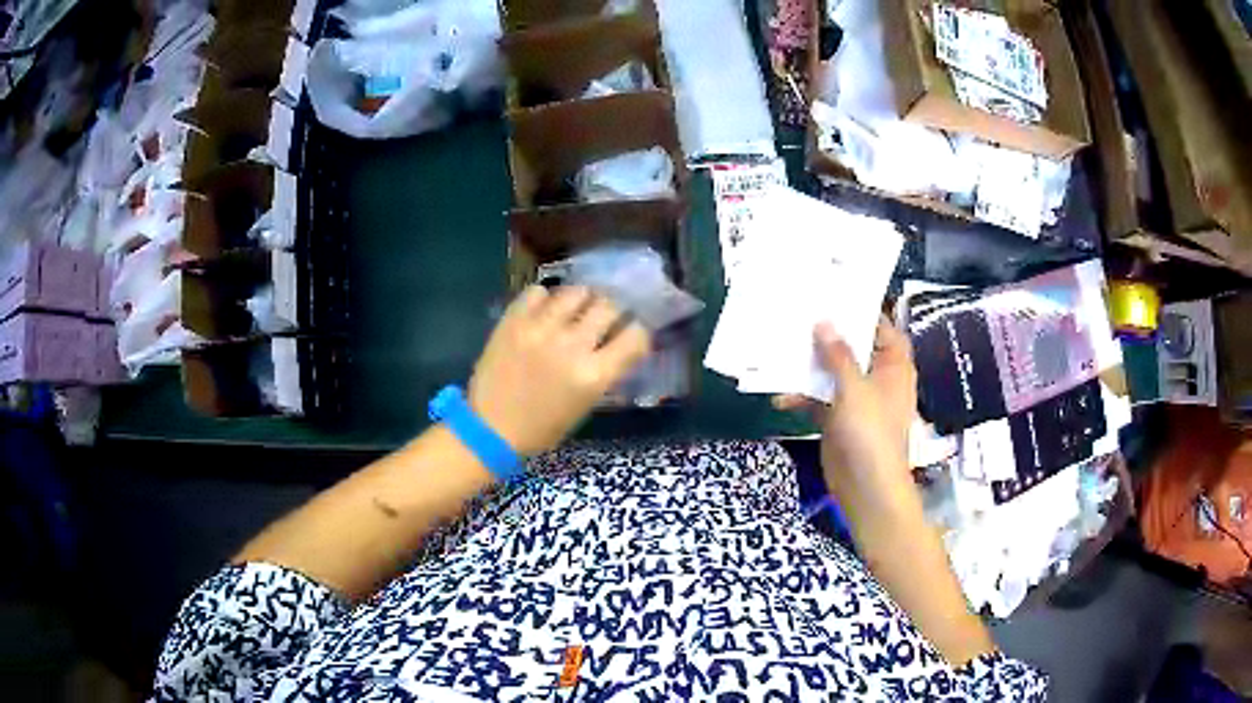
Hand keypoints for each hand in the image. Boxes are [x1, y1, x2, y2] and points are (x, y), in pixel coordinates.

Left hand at [468, 285, 651, 455]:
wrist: (490, 428)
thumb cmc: (542, 427)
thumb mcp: (585, 405)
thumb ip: (604, 371)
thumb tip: (618, 344)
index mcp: (594, 375)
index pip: (636, 336)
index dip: (636, 332)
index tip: (629, 333)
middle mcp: (572, 345)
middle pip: (608, 307)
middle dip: (611, 312)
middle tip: (602, 318)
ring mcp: (541, 329)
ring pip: (576, 292)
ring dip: (580, 300)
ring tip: (573, 310)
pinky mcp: (514, 321)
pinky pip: (538, 292)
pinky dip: (544, 299)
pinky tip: (542, 312)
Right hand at [775, 317, 916, 478]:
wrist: (866, 488)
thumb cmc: (870, 433)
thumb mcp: (854, 389)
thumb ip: (838, 355)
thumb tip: (824, 322)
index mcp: (892, 366)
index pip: (882, 329)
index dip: (863, 312)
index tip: (835, 295)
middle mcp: (876, 379)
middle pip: (853, 349)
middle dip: (828, 336)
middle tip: (800, 314)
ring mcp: (856, 400)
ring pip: (832, 373)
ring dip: (810, 367)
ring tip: (782, 351)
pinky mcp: (838, 419)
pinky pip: (819, 400)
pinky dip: (802, 398)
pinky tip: (781, 399)